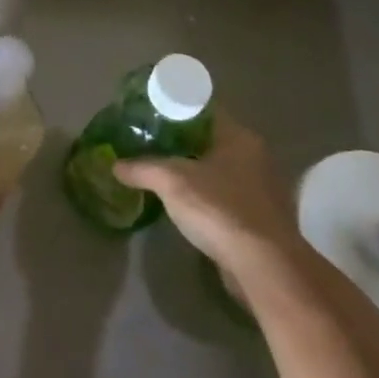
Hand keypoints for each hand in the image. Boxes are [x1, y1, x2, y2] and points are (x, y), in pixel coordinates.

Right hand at [113, 111, 296, 280]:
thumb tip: (114, 165)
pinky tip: (184, 205)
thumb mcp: (171, 181)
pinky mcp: (260, 220)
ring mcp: (261, 190)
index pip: (203, 109)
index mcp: (238, 136)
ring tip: (161, 171)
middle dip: (180, 141)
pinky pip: (226, 197)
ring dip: (194, 171)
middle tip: (148, 142)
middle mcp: (254, 157)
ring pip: (219, 170)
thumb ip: (141, 168)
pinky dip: (206, 198)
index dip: (175, 108)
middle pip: (210, 139)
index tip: (149, 113)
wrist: (263, 268)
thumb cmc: (219, 209)